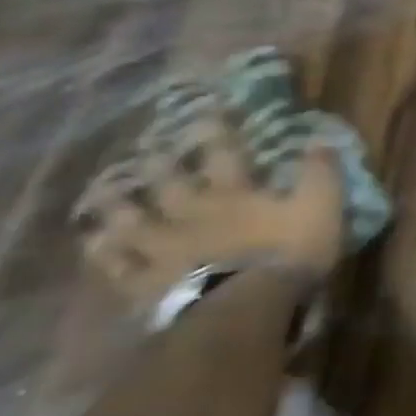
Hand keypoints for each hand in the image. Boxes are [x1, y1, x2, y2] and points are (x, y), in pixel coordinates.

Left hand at [72, 101, 346, 306]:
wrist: (242, 306)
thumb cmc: (288, 253)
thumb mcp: (321, 208)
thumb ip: (320, 174)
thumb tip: (320, 138)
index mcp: (233, 193)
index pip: (222, 152)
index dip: (215, 130)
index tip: (205, 108)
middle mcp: (190, 211)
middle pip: (167, 181)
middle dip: (158, 163)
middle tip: (144, 148)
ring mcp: (162, 247)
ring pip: (130, 219)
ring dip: (117, 204)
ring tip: (103, 192)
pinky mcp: (144, 281)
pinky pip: (117, 264)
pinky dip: (104, 252)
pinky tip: (94, 244)